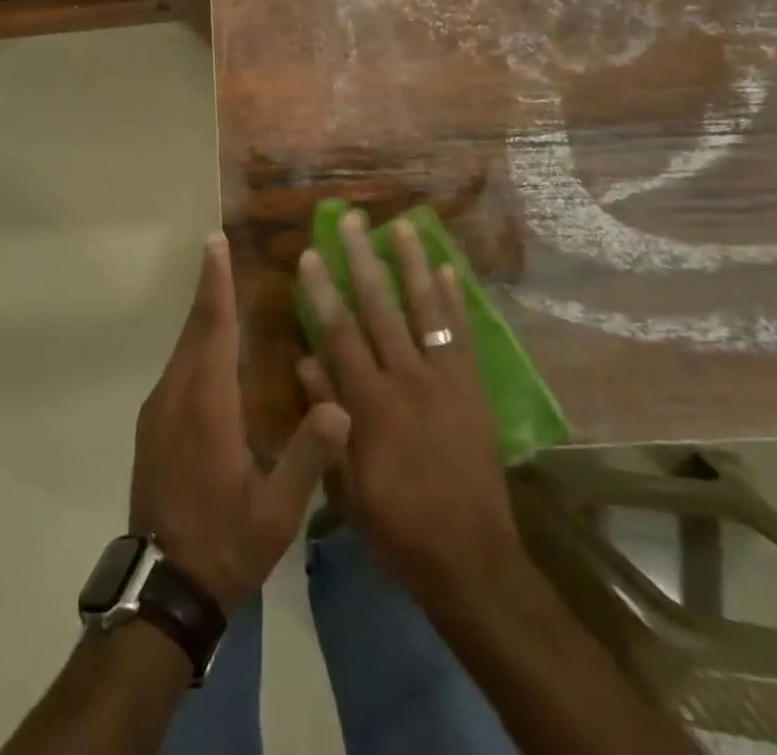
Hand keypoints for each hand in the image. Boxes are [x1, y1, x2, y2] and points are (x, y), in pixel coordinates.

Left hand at [130, 234, 351, 609]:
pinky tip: (212, 346)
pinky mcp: (153, 425)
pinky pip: (176, 367)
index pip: (213, 329)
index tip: (214, 243)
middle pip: (193, 328)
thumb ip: (308, 457)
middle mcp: (176, 396)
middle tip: (219, 248)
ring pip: (182, 347)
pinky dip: (194, 342)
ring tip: (222, 287)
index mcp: (207, 406)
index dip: (216, 284)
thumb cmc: (225, 544)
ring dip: (202, 314)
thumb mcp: (277, 513)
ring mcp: (159, 410)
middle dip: (208, 286)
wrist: (163, 588)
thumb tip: (340, 405)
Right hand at [296, 213, 521, 605]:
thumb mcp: (347, 484)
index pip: (340, 334)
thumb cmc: (398, 525)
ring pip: (425, 309)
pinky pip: (461, 334)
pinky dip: (454, 299)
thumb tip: (305, 361)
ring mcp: (445, 380)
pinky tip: (448, 268)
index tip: (311, 254)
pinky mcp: (472, 388)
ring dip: (412, 263)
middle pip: (381, 307)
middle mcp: (408, 379)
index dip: (323, 291)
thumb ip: (327, 418)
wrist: (472, 558)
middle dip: (363, 259)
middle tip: (352, 219)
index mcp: (371, 404)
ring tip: (403, 225)